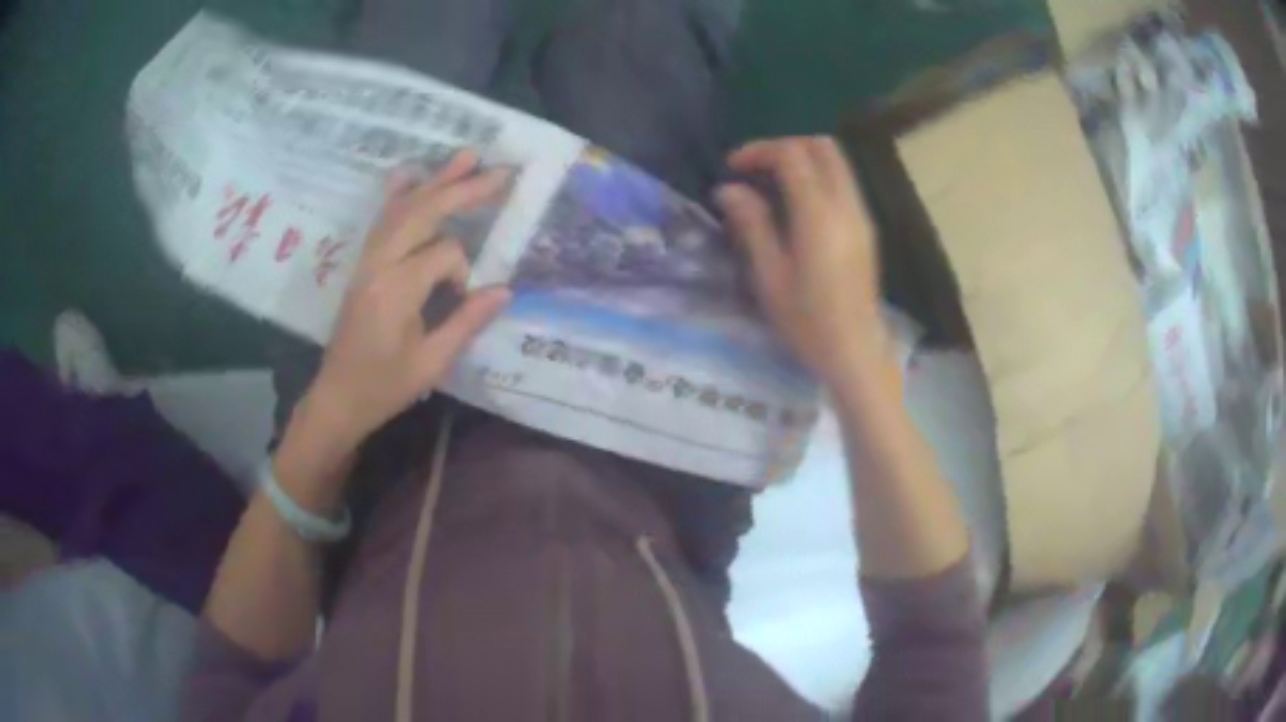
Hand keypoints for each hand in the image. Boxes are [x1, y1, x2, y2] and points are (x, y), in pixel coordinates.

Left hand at [294, 151, 511, 455]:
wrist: (338, 397)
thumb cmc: (384, 387)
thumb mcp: (431, 363)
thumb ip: (467, 322)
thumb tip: (504, 289)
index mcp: (397, 289)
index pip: (444, 253)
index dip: (462, 273)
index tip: (460, 300)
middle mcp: (379, 263)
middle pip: (423, 212)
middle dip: (462, 189)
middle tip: (500, 171)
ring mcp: (367, 260)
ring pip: (402, 208)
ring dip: (436, 180)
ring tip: (467, 155)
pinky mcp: (362, 263)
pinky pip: (381, 219)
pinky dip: (399, 193)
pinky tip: (411, 174)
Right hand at [716, 136, 884, 384]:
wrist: (856, 352)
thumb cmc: (808, 322)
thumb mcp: (770, 276)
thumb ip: (751, 225)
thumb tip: (729, 189)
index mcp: (819, 215)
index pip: (792, 155)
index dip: (759, 150)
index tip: (733, 167)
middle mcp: (846, 205)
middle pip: (822, 146)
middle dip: (785, 145)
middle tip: (756, 167)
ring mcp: (861, 215)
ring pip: (836, 162)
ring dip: (803, 160)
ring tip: (771, 183)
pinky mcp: (866, 228)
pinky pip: (843, 183)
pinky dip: (817, 177)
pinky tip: (796, 205)